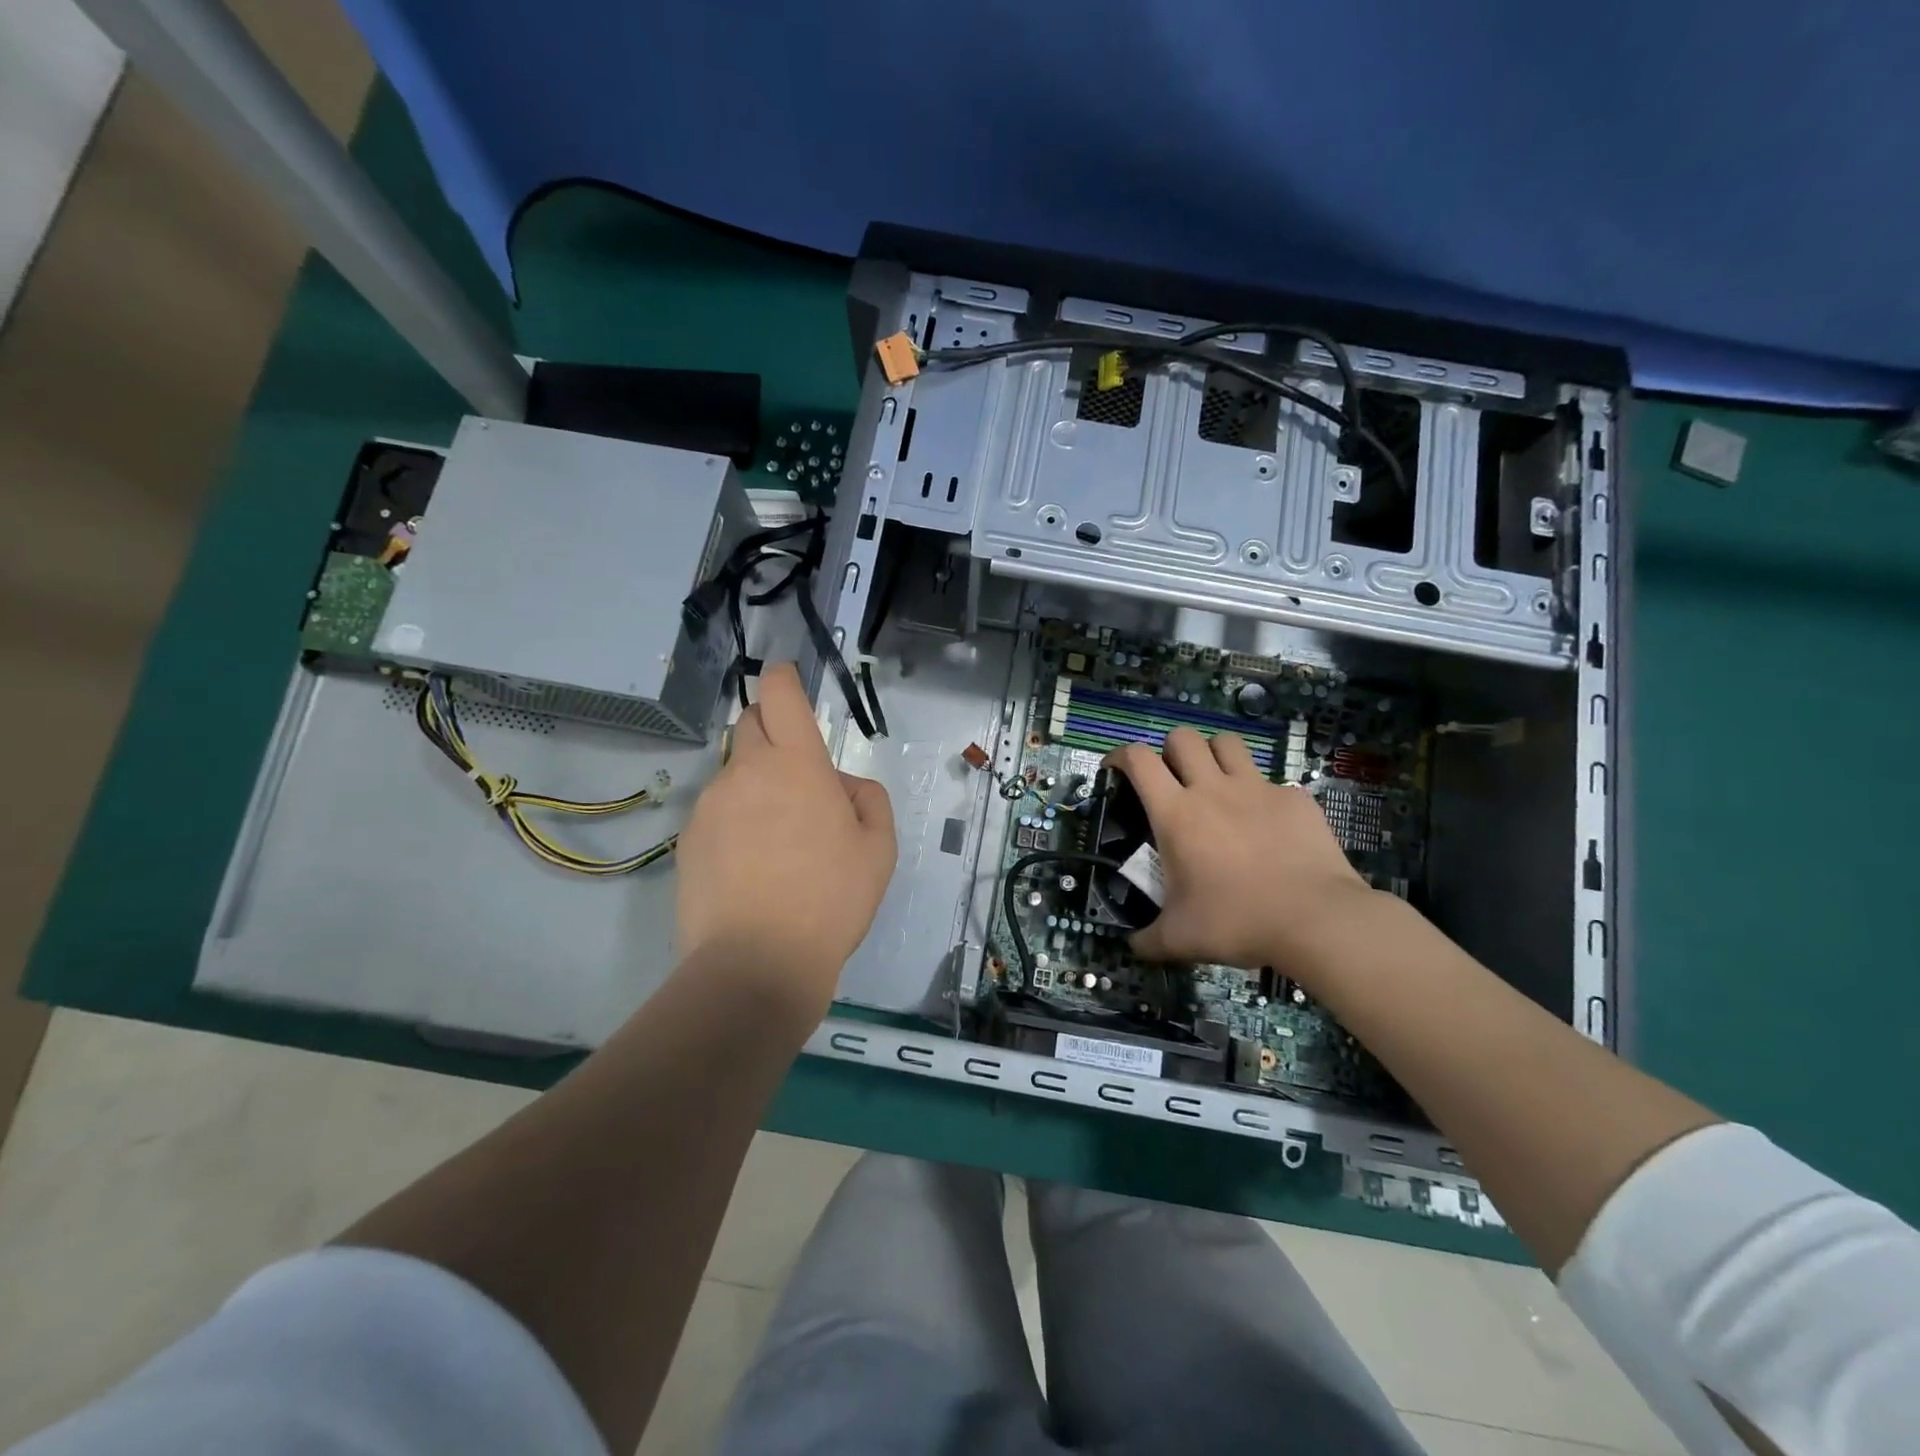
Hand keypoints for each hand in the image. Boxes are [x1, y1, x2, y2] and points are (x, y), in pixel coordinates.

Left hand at [674, 663, 895, 1014]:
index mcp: (797, 764)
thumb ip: (868, 799)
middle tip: (799, 775)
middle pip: (750, 723)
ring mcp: (710, 805)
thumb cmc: (830, 900)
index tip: (790, 680)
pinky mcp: (687, 839)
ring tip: (778, 841)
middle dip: (772, 730)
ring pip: (734, 773)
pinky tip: (750, 866)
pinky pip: (716, 811)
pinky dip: (735, 820)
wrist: (756, 963)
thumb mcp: (878, 849)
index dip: (785, 678)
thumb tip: (842, 786)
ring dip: (756, 784)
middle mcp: (746, 771)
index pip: (781, 695)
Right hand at [1108, 727, 1376, 973]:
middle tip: (1171, 780)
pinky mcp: (1295, 798)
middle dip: (1170, 750)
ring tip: (1215, 783)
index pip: (1138, 759)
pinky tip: (1266, 824)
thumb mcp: (1180, 938)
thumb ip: (1148, 939)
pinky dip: (1261, 794)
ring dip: (1214, 756)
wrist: (1316, 919)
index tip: (1114, 770)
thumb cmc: (1237, 921)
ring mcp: (1258, 789)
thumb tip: (1132, 947)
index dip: (1120, 755)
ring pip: (1227, 743)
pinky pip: (1271, 781)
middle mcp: (1213, 789)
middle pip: (1182, 737)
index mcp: (1176, 813)